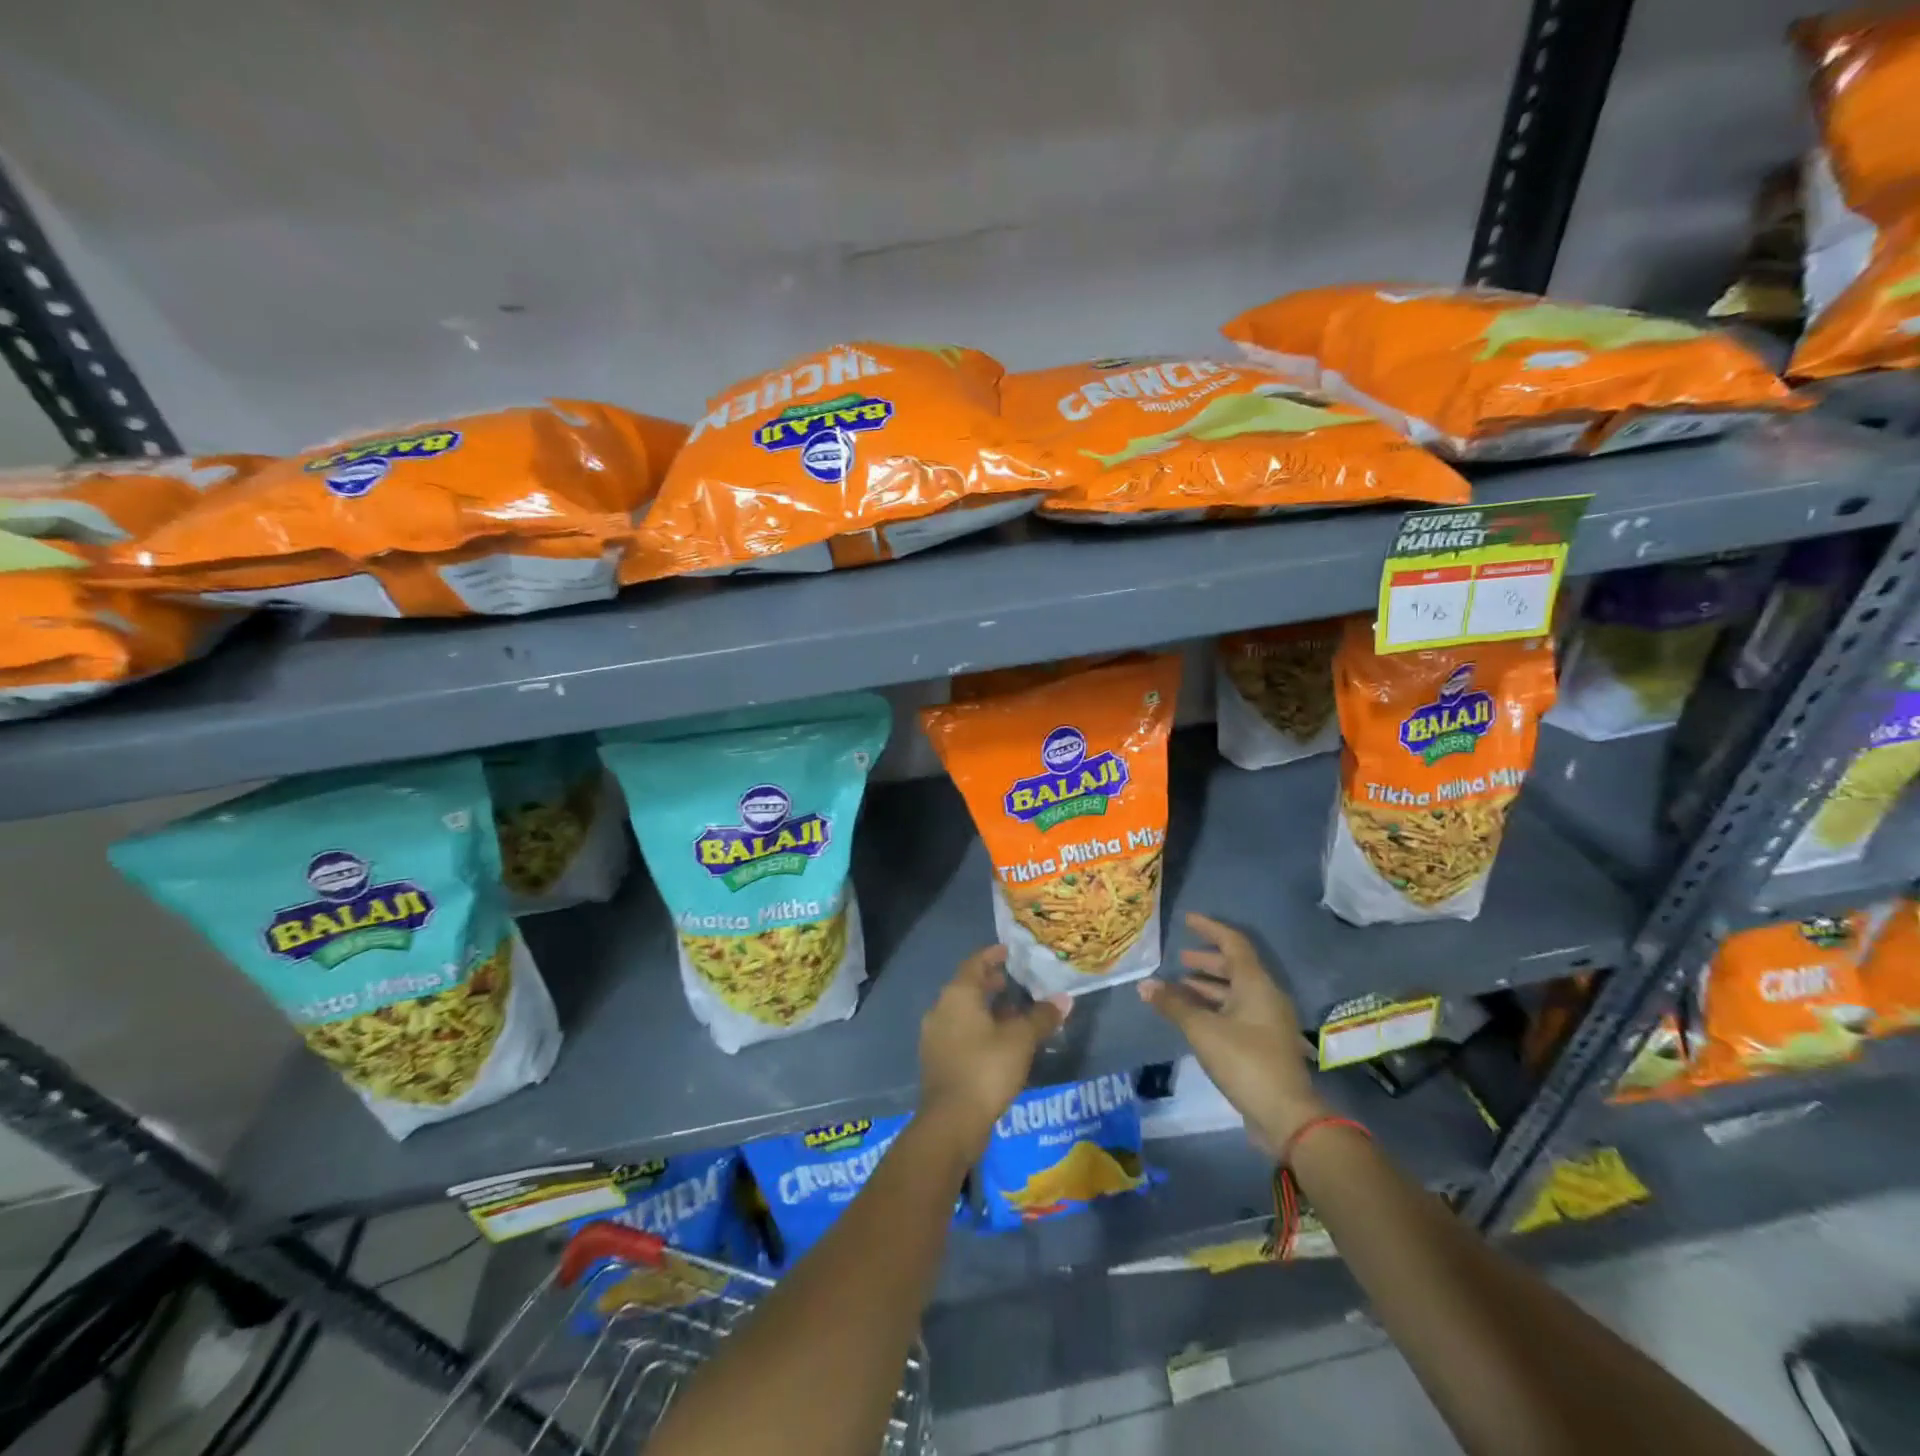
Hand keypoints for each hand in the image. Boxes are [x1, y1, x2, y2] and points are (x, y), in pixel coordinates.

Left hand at [920, 946, 1069, 1153]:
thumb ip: (1042, 1017)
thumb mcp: (1021, 1040)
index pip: (975, 963)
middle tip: (1016, 983)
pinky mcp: (937, 1059)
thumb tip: (1064, 999)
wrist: (951, 1121)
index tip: (1009, 951)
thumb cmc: (986, 1068)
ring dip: (987, 1009)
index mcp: (958, 994)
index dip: (993, 955)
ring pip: (963, 1012)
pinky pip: (960, 1032)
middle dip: (991, 984)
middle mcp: (941, 1008)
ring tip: (1014, 1015)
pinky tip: (999, 1044)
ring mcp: (935, 1035)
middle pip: (968, 987)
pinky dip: (979, 1029)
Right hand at [1139, 912, 1328, 1155]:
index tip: (1186, 920)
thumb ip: (1173, 1004)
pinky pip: (1237, 1012)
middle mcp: (1266, 996)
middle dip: (1206, 960)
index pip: (1233, 943)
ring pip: (1235, 992)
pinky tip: (1193, 1017)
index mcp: (1256, 984)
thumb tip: (1144, 984)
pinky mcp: (1265, 1044)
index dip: (1209, 929)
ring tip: (1178, 987)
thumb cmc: (1245, 1061)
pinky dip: (1214, 1007)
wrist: (1286, 1116)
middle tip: (1180, 958)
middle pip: (1235, 967)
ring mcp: (1268, 1021)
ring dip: (1208, 986)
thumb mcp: (1203, 1030)